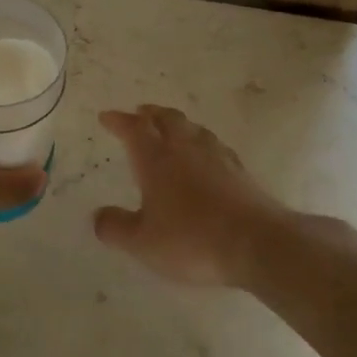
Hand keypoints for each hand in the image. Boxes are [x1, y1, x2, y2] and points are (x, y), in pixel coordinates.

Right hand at [94, 105, 289, 285]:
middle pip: (167, 119)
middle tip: (140, 112)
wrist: (258, 243)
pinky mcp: (240, 171)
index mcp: (156, 159)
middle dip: (150, 114)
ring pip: (193, 128)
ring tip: (171, 127)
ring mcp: (217, 157)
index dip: (118, 121)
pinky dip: (201, 142)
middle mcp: (185, 149)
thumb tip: (98, 216)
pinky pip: (214, 145)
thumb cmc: (191, 240)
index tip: (106, 116)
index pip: (133, 129)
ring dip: (177, 123)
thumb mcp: (143, 243)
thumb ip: (116, 228)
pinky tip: (205, 154)